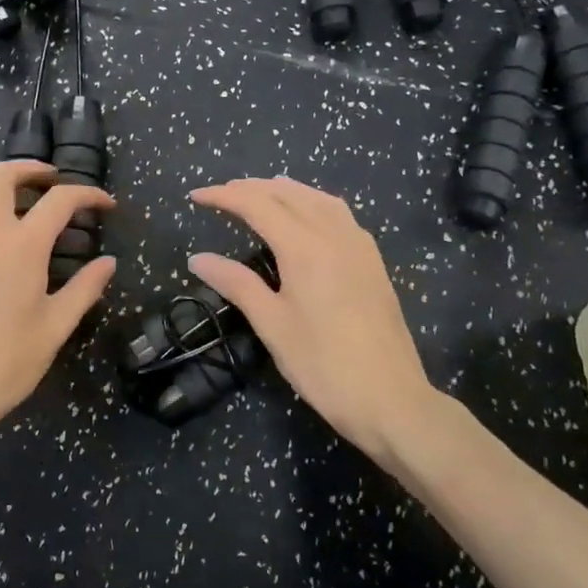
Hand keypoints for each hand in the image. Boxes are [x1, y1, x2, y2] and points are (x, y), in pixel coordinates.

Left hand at [0, 160, 115, 445]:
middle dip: (30, 169)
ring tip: (9, 203)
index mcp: (22, 245)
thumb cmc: (7, 362)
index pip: (61, 200)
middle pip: (2, 175)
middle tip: (49, 182)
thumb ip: (85, 289)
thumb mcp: (55, 327)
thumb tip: (108, 263)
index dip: (88, 194)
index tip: (105, 204)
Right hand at [188, 177, 466, 468]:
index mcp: (305, 247)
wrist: (391, 399)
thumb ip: (236, 284)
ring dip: (285, 190)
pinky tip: (307, 216)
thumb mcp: (272, 325)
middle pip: (288, 194)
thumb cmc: (323, 365)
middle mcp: (334, 235)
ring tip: (260, 193)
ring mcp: (359, 246)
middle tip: (220, 195)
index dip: (224, 196)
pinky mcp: (373, 262)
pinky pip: (340, 214)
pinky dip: (314, 202)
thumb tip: (197, 258)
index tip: (196, 196)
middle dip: (251, 188)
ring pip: (319, 199)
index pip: (257, 205)